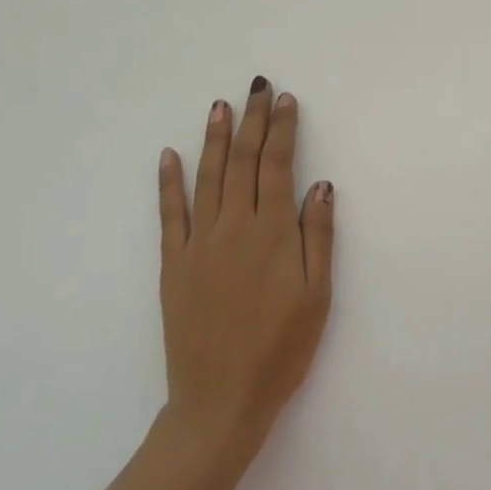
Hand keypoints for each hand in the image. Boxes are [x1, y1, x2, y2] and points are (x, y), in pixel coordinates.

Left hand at [155, 78, 333, 465]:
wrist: (220, 402)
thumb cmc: (281, 349)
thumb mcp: (318, 295)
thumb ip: (318, 235)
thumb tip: (321, 184)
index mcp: (271, 233)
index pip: (277, 166)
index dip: (282, 130)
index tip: (285, 100)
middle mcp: (233, 228)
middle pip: (242, 161)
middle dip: (252, 121)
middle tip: (257, 87)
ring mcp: (199, 244)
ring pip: (207, 178)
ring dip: (214, 138)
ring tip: (220, 106)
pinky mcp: (174, 265)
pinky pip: (170, 215)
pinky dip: (169, 183)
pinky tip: (169, 156)